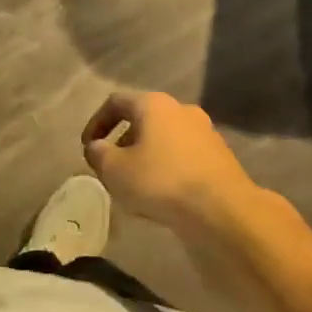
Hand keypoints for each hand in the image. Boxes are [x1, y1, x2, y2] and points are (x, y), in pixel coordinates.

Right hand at [81, 90, 259, 235]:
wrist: (223, 209)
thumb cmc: (161, 181)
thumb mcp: (115, 170)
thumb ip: (98, 154)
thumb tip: (96, 147)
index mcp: (154, 104)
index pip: (116, 102)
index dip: (96, 122)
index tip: (88, 147)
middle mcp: (181, 110)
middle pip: (143, 119)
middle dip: (122, 142)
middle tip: (111, 167)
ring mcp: (205, 132)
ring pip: (164, 139)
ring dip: (146, 156)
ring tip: (136, 185)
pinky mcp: (219, 156)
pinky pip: (184, 156)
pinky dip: (168, 168)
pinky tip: (163, 195)